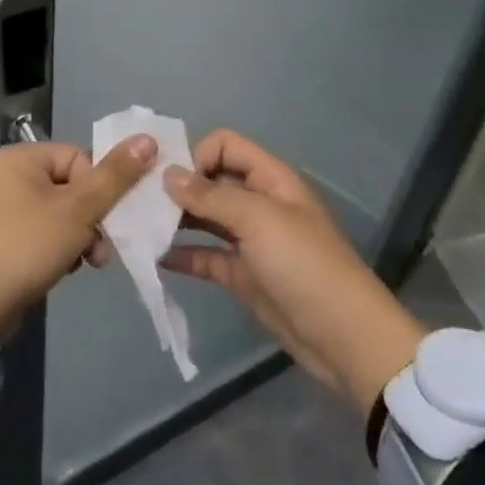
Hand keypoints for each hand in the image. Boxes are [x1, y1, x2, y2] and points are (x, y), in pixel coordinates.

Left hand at [0, 134, 156, 339]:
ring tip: (87, 262)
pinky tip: (67, 268)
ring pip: (64, 213)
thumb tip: (148, 139)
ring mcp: (7, 208)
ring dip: (82, 237)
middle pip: (74, 186)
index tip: (102, 219)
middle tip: (99, 250)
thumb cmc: (28, 245)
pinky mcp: (8, 237)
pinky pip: (47, 231)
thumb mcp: (78, 210)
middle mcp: (11, 175)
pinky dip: (62, 248)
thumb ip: (115, 176)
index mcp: (22, 157)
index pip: (80, 159)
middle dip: (93, 219)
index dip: (98, 190)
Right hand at [163, 129, 426, 412]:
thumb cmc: (305, 266)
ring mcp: (249, 240)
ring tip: (138, 226)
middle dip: (177, 186)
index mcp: (270, 179)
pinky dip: (181, 254)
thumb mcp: (260, 220)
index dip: (197, 155)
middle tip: (139, 201)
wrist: (345, 339)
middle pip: (210, 180)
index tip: (168, 179)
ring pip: (204, 217)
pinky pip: (204, 255)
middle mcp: (258, 202)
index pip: (225, 145)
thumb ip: (211, 196)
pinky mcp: (241, 274)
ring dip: (174, 219)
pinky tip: (153, 257)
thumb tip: (168, 175)